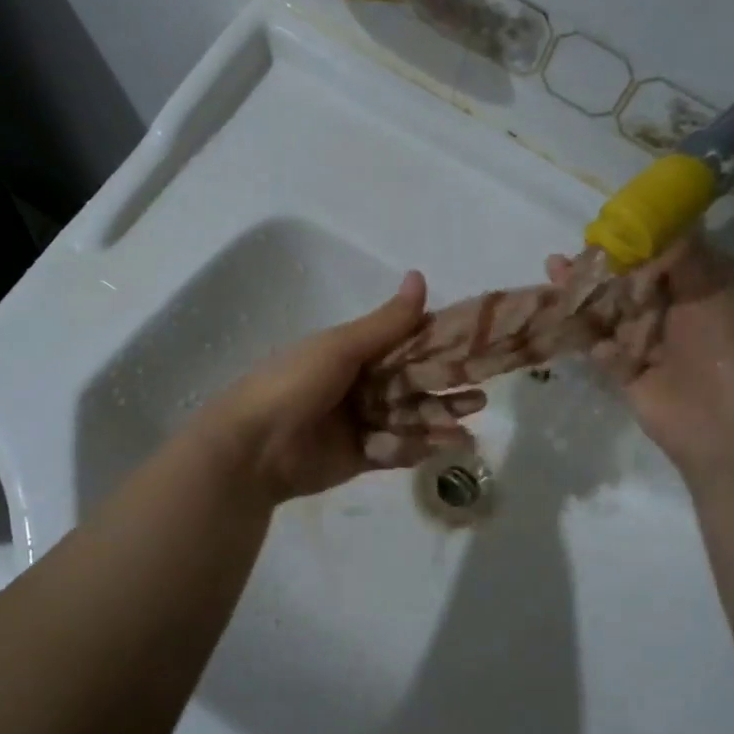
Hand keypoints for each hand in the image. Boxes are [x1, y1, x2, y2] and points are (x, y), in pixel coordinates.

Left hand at [194, 271, 484, 503]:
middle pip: (411, 385)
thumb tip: (420, 276)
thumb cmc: (293, 384)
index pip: (404, 345)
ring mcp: (359, 423)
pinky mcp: (359, 457)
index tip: (475, 347)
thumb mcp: (340, 348)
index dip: (438, 347)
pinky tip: (446, 447)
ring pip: (408, 419)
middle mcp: (358, 385)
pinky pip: (395, 450)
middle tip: (480, 394)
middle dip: (445, 389)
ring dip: (438, 420)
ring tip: (469, 427)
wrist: (252, 448)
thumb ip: (386, 322)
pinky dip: (419, 448)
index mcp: (352, 353)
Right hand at [547, 234, 733, 476]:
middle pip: (633, 281)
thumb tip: (659, 216)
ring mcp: (652, 343)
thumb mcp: (713, 289)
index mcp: (707, 287)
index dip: (639, 238)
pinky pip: (601, 346)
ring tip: (553, 273)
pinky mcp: (628, 371)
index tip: (608, 226)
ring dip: (585, 295)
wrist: (724, 426)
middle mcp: (680, 311)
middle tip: (569, 253)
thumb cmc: (727, 348)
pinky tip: (559, 315)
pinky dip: (583, 333)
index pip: (669, 253)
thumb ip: (681, 253)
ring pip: (612, 311)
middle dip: (602, 267)